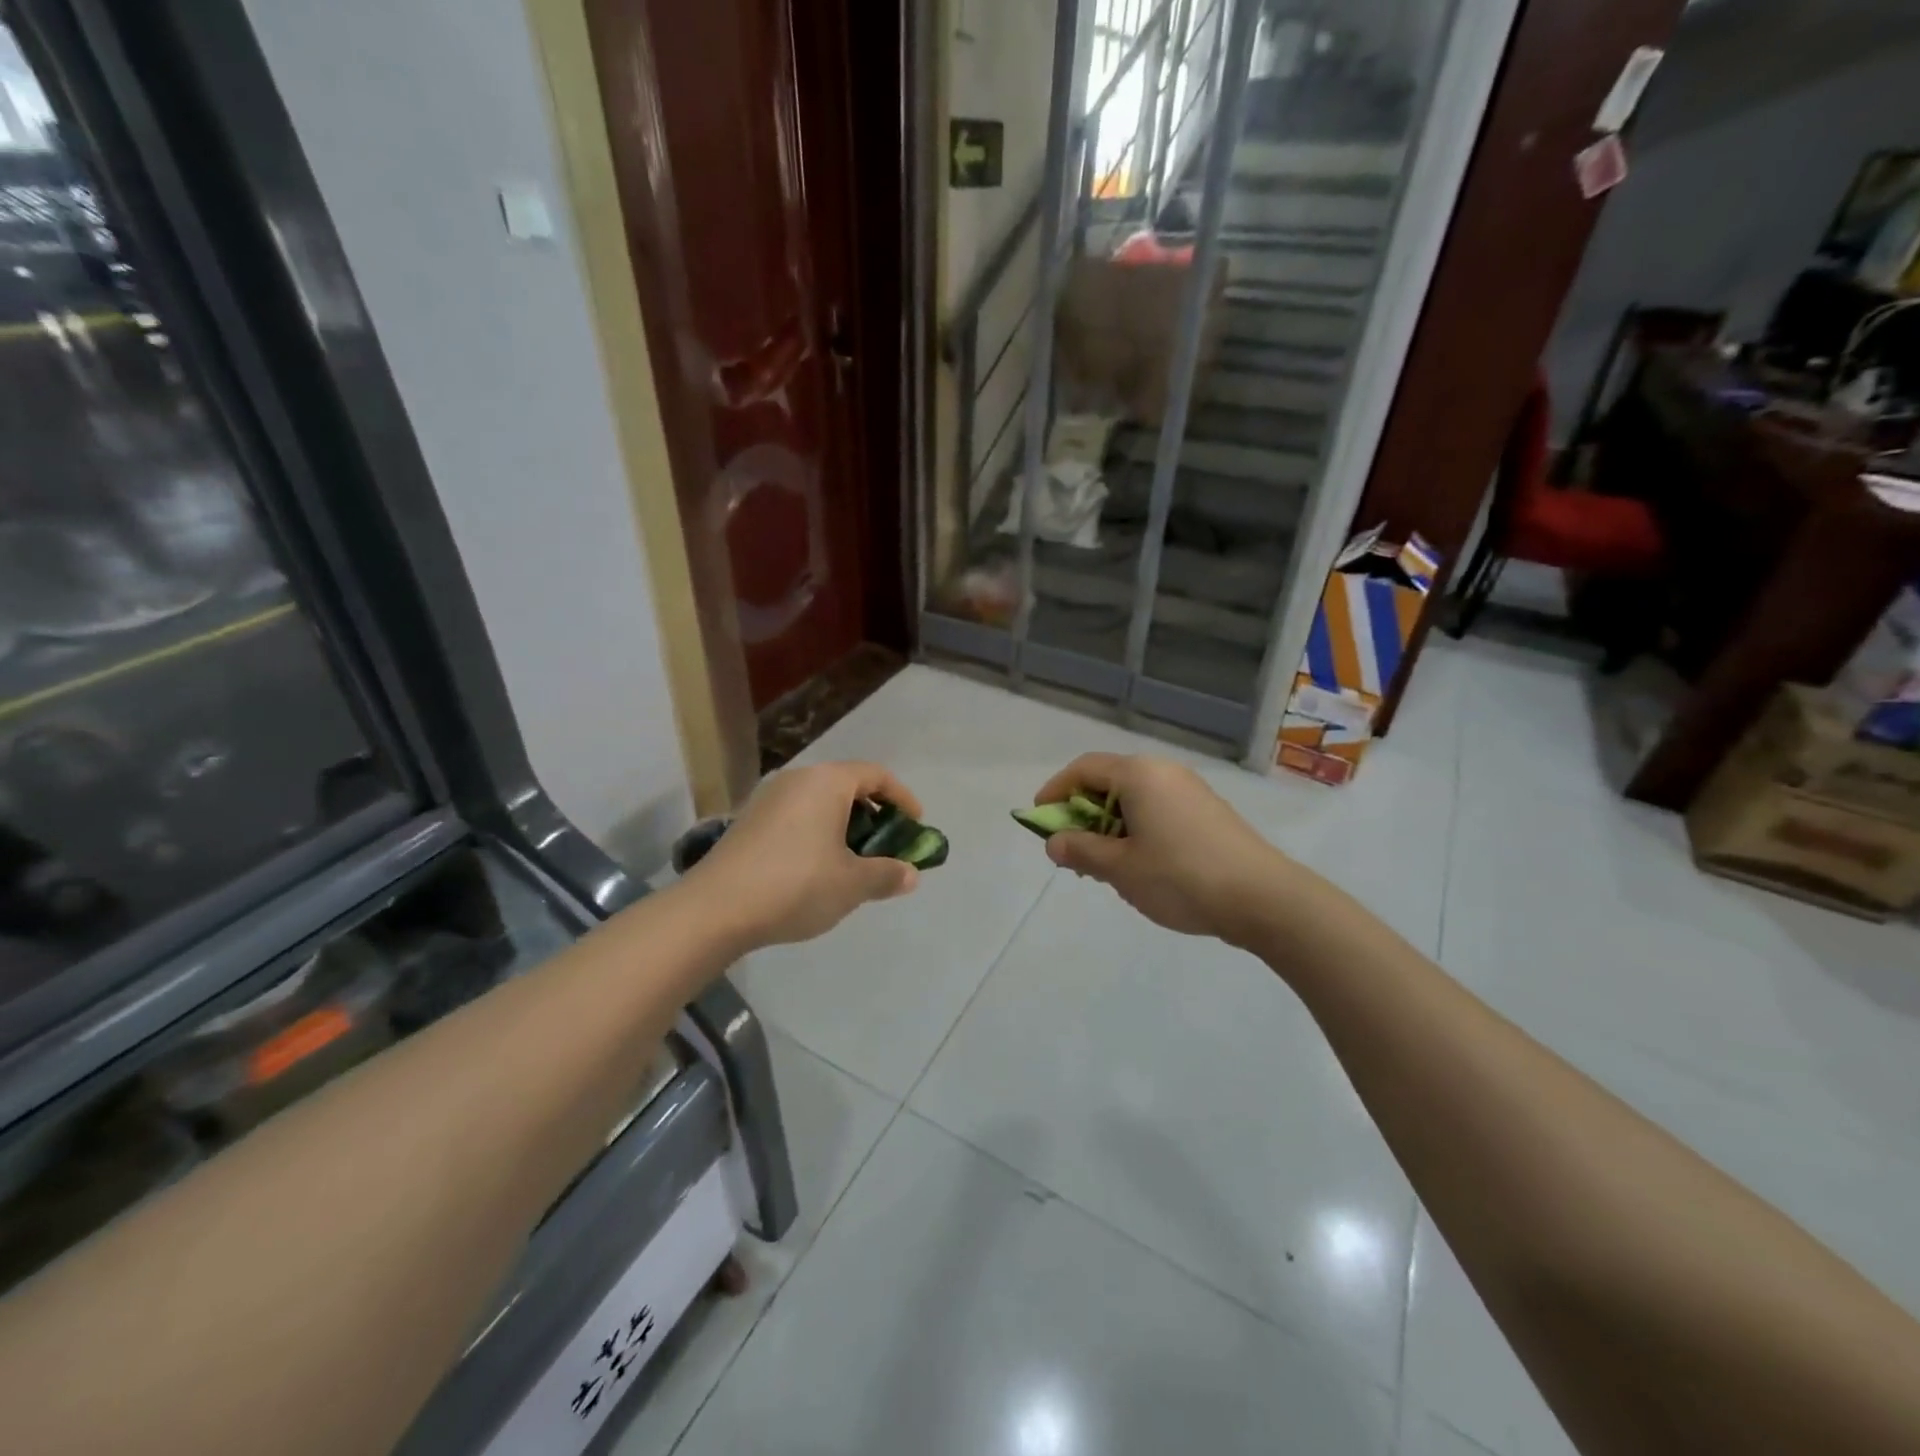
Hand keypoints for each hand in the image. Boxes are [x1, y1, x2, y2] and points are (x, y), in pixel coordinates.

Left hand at [685, 761, 922, 948]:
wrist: (715, 908)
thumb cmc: (796, 885)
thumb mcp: (852, 884)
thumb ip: (887, 874)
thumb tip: (910, 874)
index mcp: (827, 782)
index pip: (876, 775)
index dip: (902, 798)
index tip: (916, 824)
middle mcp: (797, 779)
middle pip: (847, 786)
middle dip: (874, 814)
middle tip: (887, 846)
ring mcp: (768, 798)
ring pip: (819, 802)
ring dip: (844, 826)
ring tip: (854, 862)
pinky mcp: (748, 821)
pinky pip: (796, 816)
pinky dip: (817, 833)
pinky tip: (817, 869)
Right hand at [1033, 753, 1296, 947]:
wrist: (1264, 899)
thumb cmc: (1181, 877)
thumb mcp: (1120, 868)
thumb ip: (1080, 851)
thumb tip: (1054, 842)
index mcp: (1139, 774)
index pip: (1083, 769)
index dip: (1055, 792)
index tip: (1038, 820)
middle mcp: (1164, 772)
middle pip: (1108, 782)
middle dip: (1082, 814)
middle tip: (1071, 851)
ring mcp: (1190, 791)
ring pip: (1134, 799)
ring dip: (1109, 827)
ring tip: (1103, 866)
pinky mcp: (1207, 813)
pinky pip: (1158, 811)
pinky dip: (1136, 830)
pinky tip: (1139, 867)